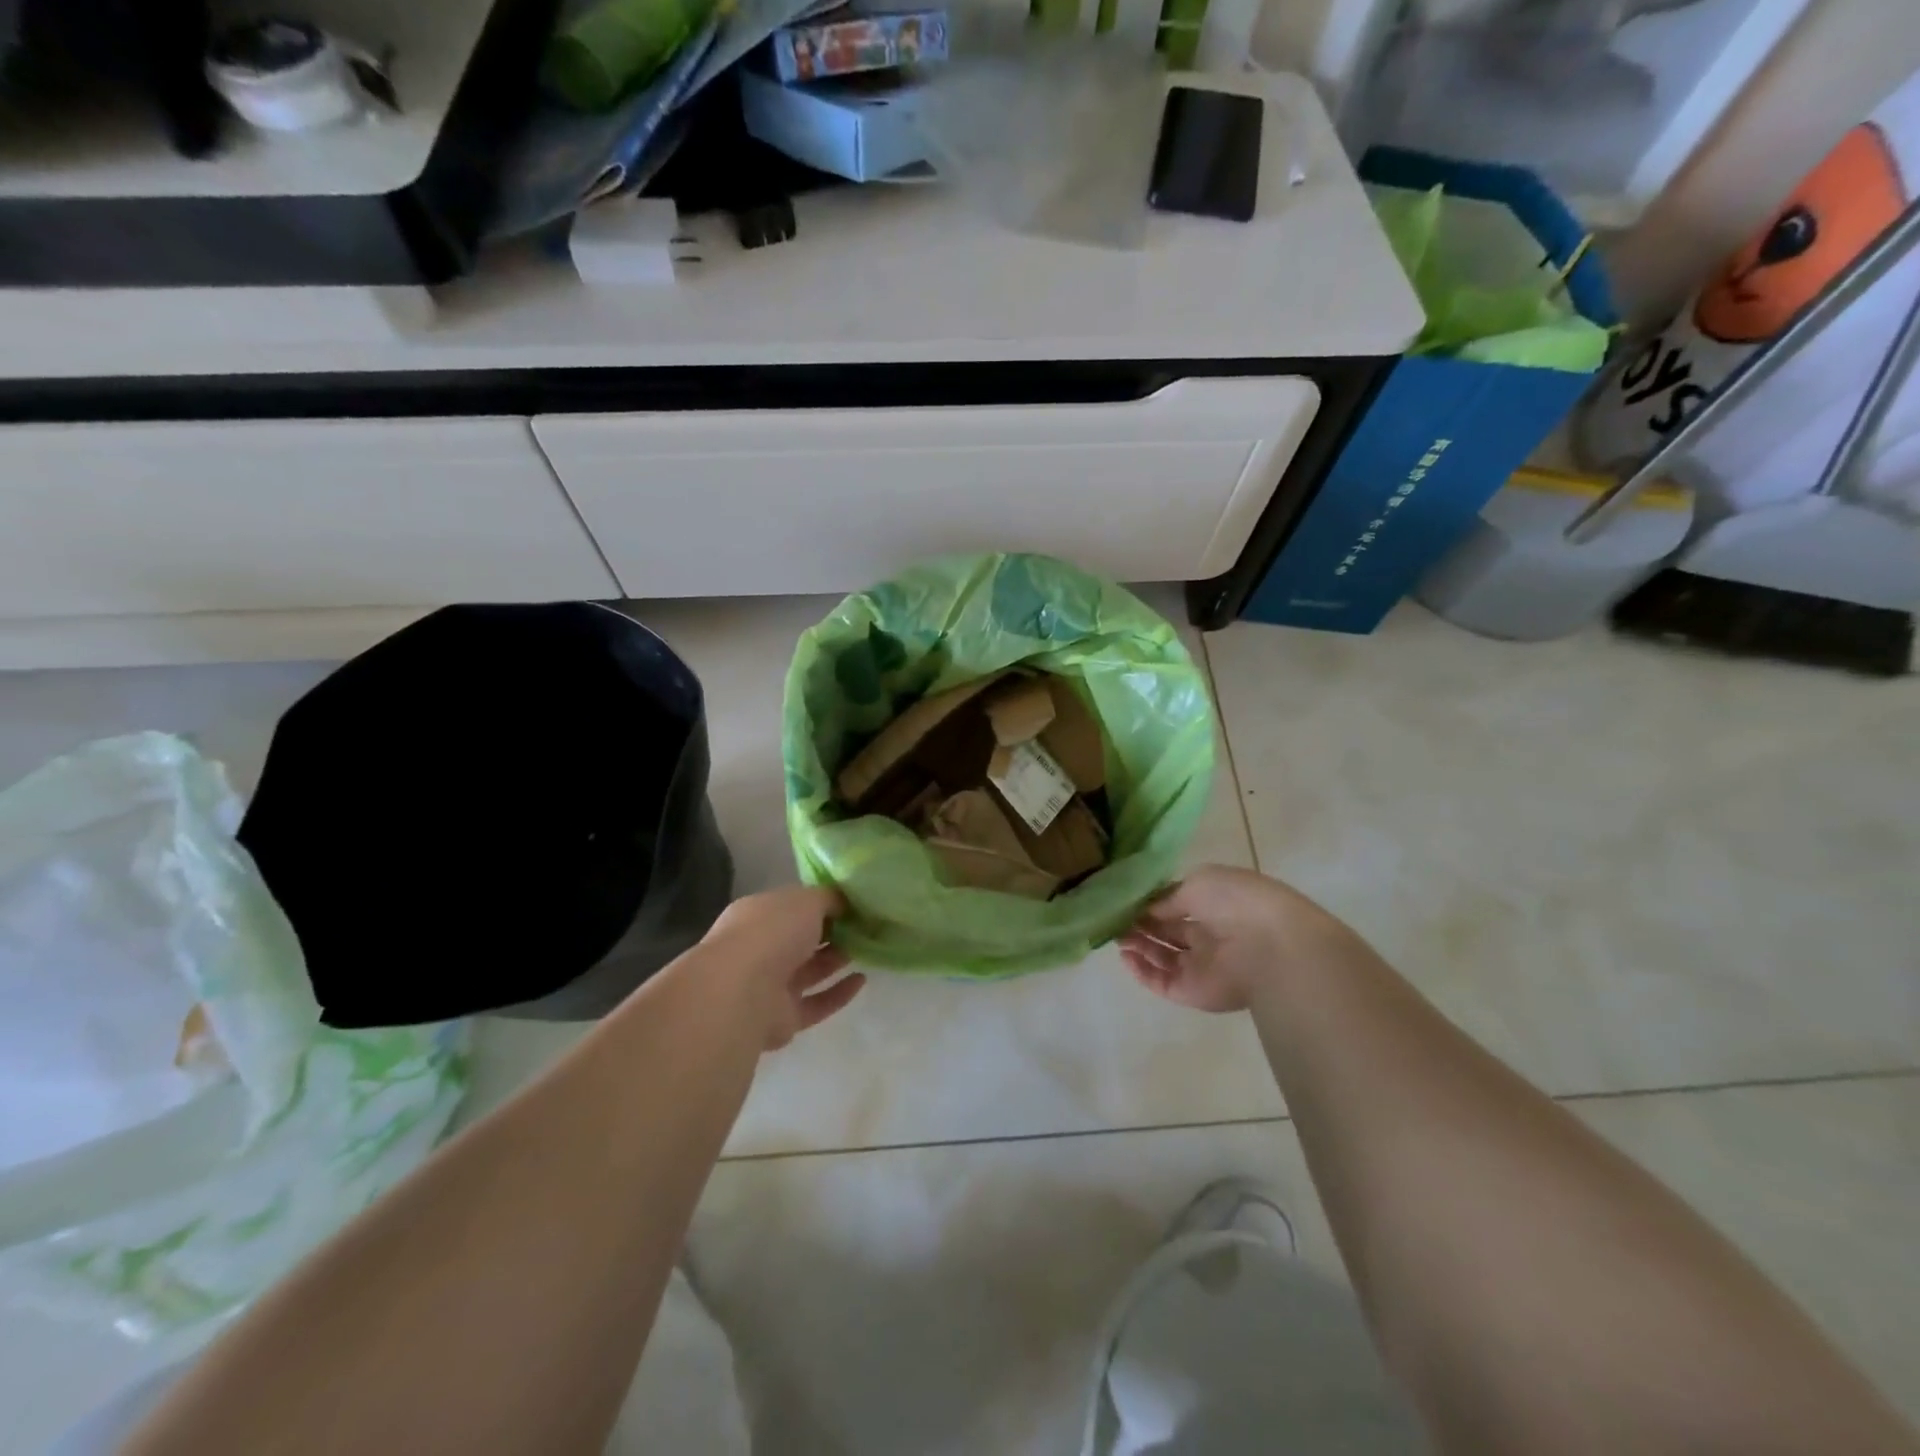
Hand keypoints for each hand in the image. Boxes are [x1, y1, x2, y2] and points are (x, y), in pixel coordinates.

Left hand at [700, 886, 864, 1049]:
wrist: (742, 993)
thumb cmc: (772, 932)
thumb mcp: (807, 900)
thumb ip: (829, 898)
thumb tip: (845, 901)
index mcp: (757, 915)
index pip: (792, 906)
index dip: (822, 904)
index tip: (853, 903)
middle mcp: (759, 949)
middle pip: (801, 940)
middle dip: (831, 933)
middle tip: (865, 927)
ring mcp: (769, 986)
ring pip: (809, 971)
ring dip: (836, 960)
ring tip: (867, 949)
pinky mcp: (783, 1019)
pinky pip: (816, 1003)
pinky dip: (838, 993)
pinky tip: (862, 980)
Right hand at [1119, 865, 1351, 1012]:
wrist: (1270, 946)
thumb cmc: (1236, 902)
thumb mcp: (1197, 883)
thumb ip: (1167, 897)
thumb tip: (1146, 909)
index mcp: (1214, 905)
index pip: (1174, 905)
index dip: (1149, 903)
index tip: (1123, 900)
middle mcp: (1208, 935)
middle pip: (1166, 931)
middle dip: (1139, 924)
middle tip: (1113, 918)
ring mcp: (1201, 965)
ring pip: (1162, 957)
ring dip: (1137, 946)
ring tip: (1115, 936)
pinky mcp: (1194, 992)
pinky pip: (1162, 982)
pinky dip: (1142, 972)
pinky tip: (1125, 957)